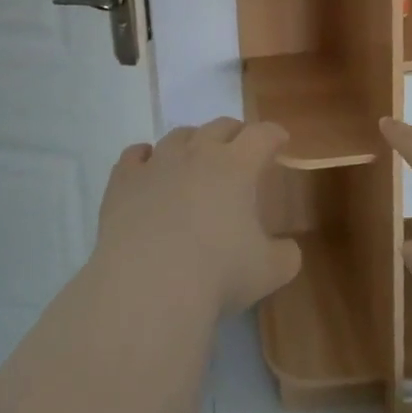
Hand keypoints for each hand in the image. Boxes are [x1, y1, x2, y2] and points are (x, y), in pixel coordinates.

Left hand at [96, 118, 302, 319]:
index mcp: (237, 166)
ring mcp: (157, 163)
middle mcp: (197, 153)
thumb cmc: (216, 275)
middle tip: (241, 148)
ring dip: (192, 141)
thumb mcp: (269, 272)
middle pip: (220, 126)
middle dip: (235, 133)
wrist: (147, 286)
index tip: (280, 140)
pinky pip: (135, 155)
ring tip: (194, 156)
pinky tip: (146, 166)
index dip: (274, 134)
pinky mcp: (123, 181)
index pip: (262, 135)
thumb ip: (285, 255)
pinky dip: (145, 157)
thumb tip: (288, 249)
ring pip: (178, 136)